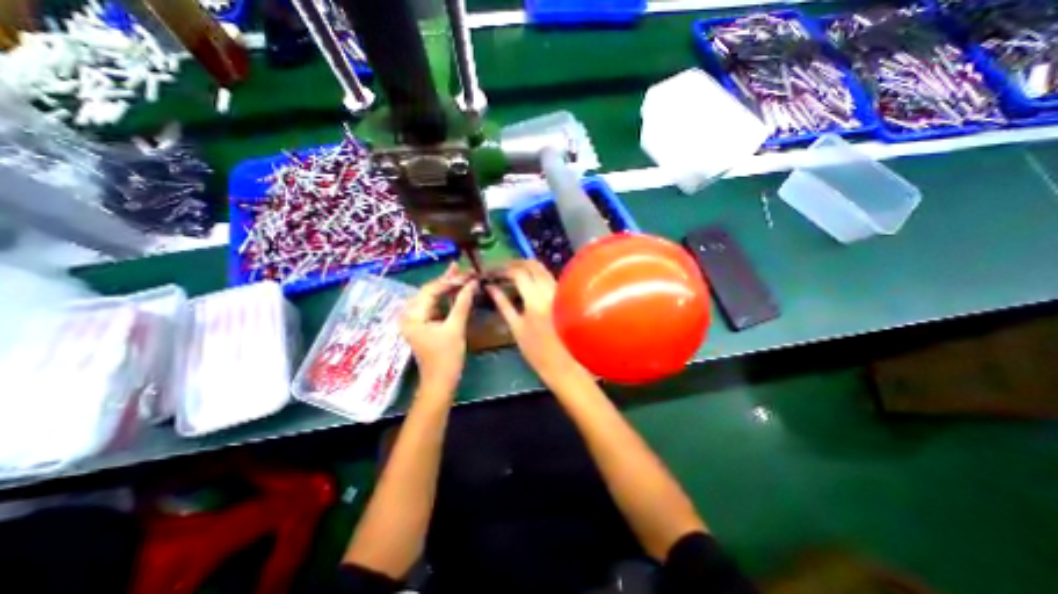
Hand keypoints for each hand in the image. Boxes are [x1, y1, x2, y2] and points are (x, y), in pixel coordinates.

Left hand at [399, 265, 476, 393]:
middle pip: (429, 291)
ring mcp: (416, 319)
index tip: (467, 274)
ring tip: (460, 273)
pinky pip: (434, 305)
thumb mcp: (455, 328)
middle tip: (463, 268)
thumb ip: (462, 303)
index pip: (431, 290)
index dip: (450, 281)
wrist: (440, 381)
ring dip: (446, 286)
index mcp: (412, 316)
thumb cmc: (446, 357)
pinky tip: (455, 288)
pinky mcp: (423, 324)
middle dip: (447, 280)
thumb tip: (472, 283)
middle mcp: (409, 314)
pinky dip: (445, 297)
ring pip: (431, 297)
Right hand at [486, 259, 586, 383]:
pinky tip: (527, 283)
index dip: (503, 268)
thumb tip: (491, 288)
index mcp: (535, 300)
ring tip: (511, 274)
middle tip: (501, 269)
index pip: (518, 272)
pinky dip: (536, 275)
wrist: (565, 365)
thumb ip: (503, 304)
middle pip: (533, 264)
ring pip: (543, 269)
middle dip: (515, 263)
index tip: (492, 271)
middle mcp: (550, 290)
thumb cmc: (538, 352)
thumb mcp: (516, 328)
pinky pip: (549, 278)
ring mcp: (560, 292)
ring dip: (526, 267)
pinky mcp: (566, 296)